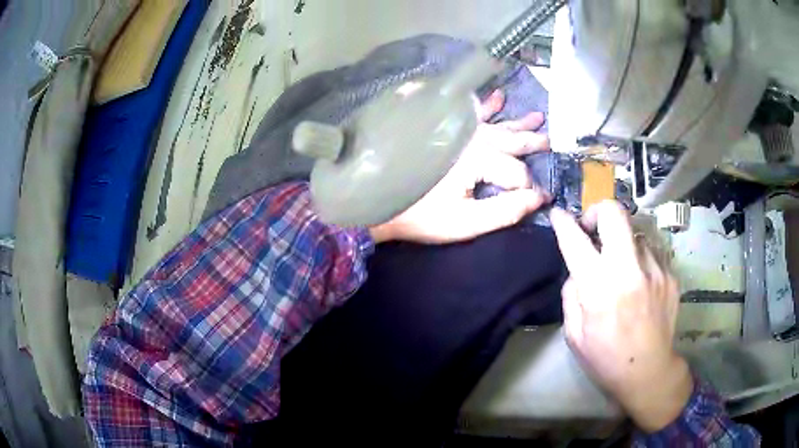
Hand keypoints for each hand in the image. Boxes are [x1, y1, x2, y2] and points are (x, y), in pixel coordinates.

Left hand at [370, 91, 550, 243]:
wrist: (380, 202)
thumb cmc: (421, 215)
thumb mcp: (466, 222)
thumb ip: (505, 210)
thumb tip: (538, 198)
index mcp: (480, 159)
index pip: (517, 172)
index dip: (530, 189)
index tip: (541, 198)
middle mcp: (472, 137)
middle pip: (511, 140)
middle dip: (533, 142)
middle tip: (552, 141)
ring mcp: (457, 131)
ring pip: (496, 124)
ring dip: (517, 121)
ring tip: (538, 116)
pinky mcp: (443, 129)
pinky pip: (469, 112)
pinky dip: (485, 105)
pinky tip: (497, 96)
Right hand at [549, 201, 692, 432]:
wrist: (649, 372)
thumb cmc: (606, 359)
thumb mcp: (574, 334)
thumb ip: (572, 295)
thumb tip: (578, 270)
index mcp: (600, 289)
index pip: (576, 242)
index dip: (564, 223)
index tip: (558, 214)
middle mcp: (629, 271)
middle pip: (615, 214)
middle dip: (598, 212)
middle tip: (593, 229)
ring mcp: (655, 269)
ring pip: (635, 232)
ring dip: (622, 243)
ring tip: (622, 267)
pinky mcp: (670, 274)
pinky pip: (651, 251)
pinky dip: (640, 258)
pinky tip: (640, 281)